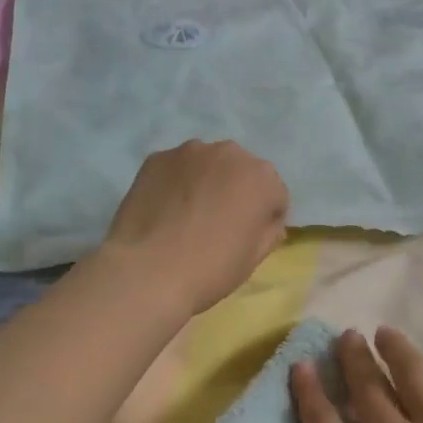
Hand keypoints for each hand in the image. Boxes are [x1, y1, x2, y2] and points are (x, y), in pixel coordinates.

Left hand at [100, 141, 289, 315]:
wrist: (147, 271)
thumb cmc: (210, 269)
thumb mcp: (254, 259)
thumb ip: (269, 231)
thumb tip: (265, 221)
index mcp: (262, 177)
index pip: (274, 195)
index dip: (264, 218)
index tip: (248, 238)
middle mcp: (230, 153)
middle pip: (241, 172)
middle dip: (235, 192)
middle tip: (218, 224)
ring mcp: (189, 151)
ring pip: (207, 165)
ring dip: (205, 182)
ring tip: (187, 216)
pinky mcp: (156, 158)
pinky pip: (176, 169)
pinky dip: (175, 183)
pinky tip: (164, 210)